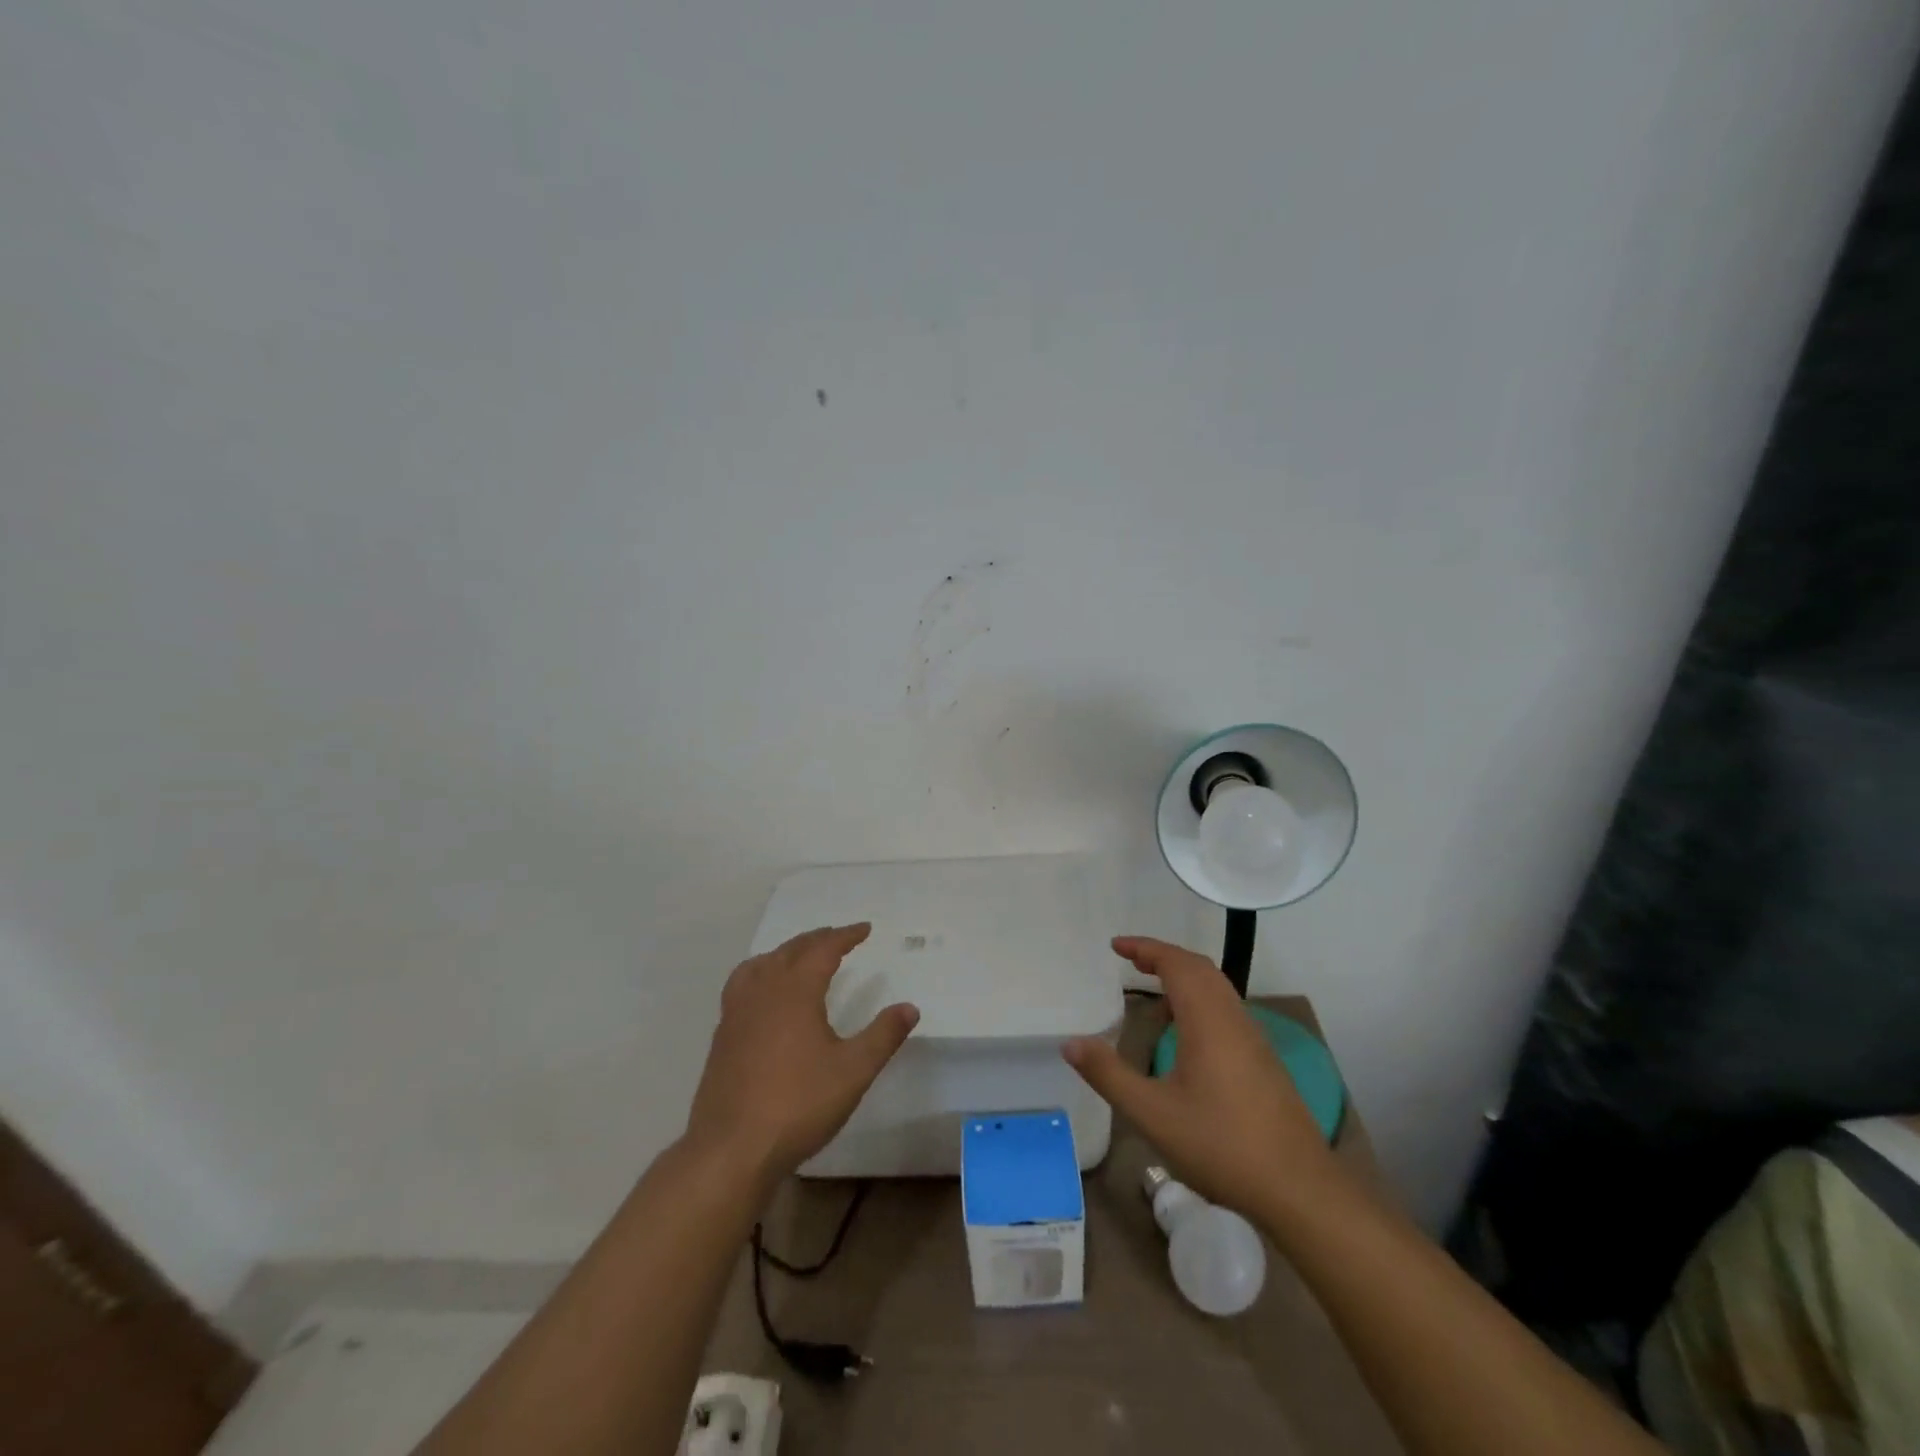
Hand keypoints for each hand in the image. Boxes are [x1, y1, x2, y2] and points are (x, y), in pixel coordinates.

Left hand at [685, 923, 918, 1186]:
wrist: (731, 1149)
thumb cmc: (798, 1104)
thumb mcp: (853, 1071)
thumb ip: (883, 1036)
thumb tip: (910, 1007)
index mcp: (795, 991)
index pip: (823, 949)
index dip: (845, 936)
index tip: (864, 929)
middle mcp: (763, 991)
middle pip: (790, 951)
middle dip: (816, 940)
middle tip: (837, 937)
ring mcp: (736, 1013)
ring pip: (761, 964)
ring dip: (784, 953)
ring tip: (799, 957)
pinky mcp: (722, 1036)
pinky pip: (742, 986)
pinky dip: (760, 974)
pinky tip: (765, 997)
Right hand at [1063, 936, 1335, 1217]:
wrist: (1299, 1188)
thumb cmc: (1221, 1146)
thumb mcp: (1152, 1114)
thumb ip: (1109, 1075)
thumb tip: (1071, 1043)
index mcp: (1207, 1020)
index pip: (1176, 963)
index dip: (1145, 948)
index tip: (1116, 946)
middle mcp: (1233, 1018)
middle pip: (1199, 968)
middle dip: (1164, 957)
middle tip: (1131, 962)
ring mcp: (1253, 1038)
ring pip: (1217, 987)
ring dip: (1184, 977)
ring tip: (1154, 991)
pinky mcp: (1264, 1059)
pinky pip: (1227, 1008)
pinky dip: (1200, 999)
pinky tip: (1185, 1034)